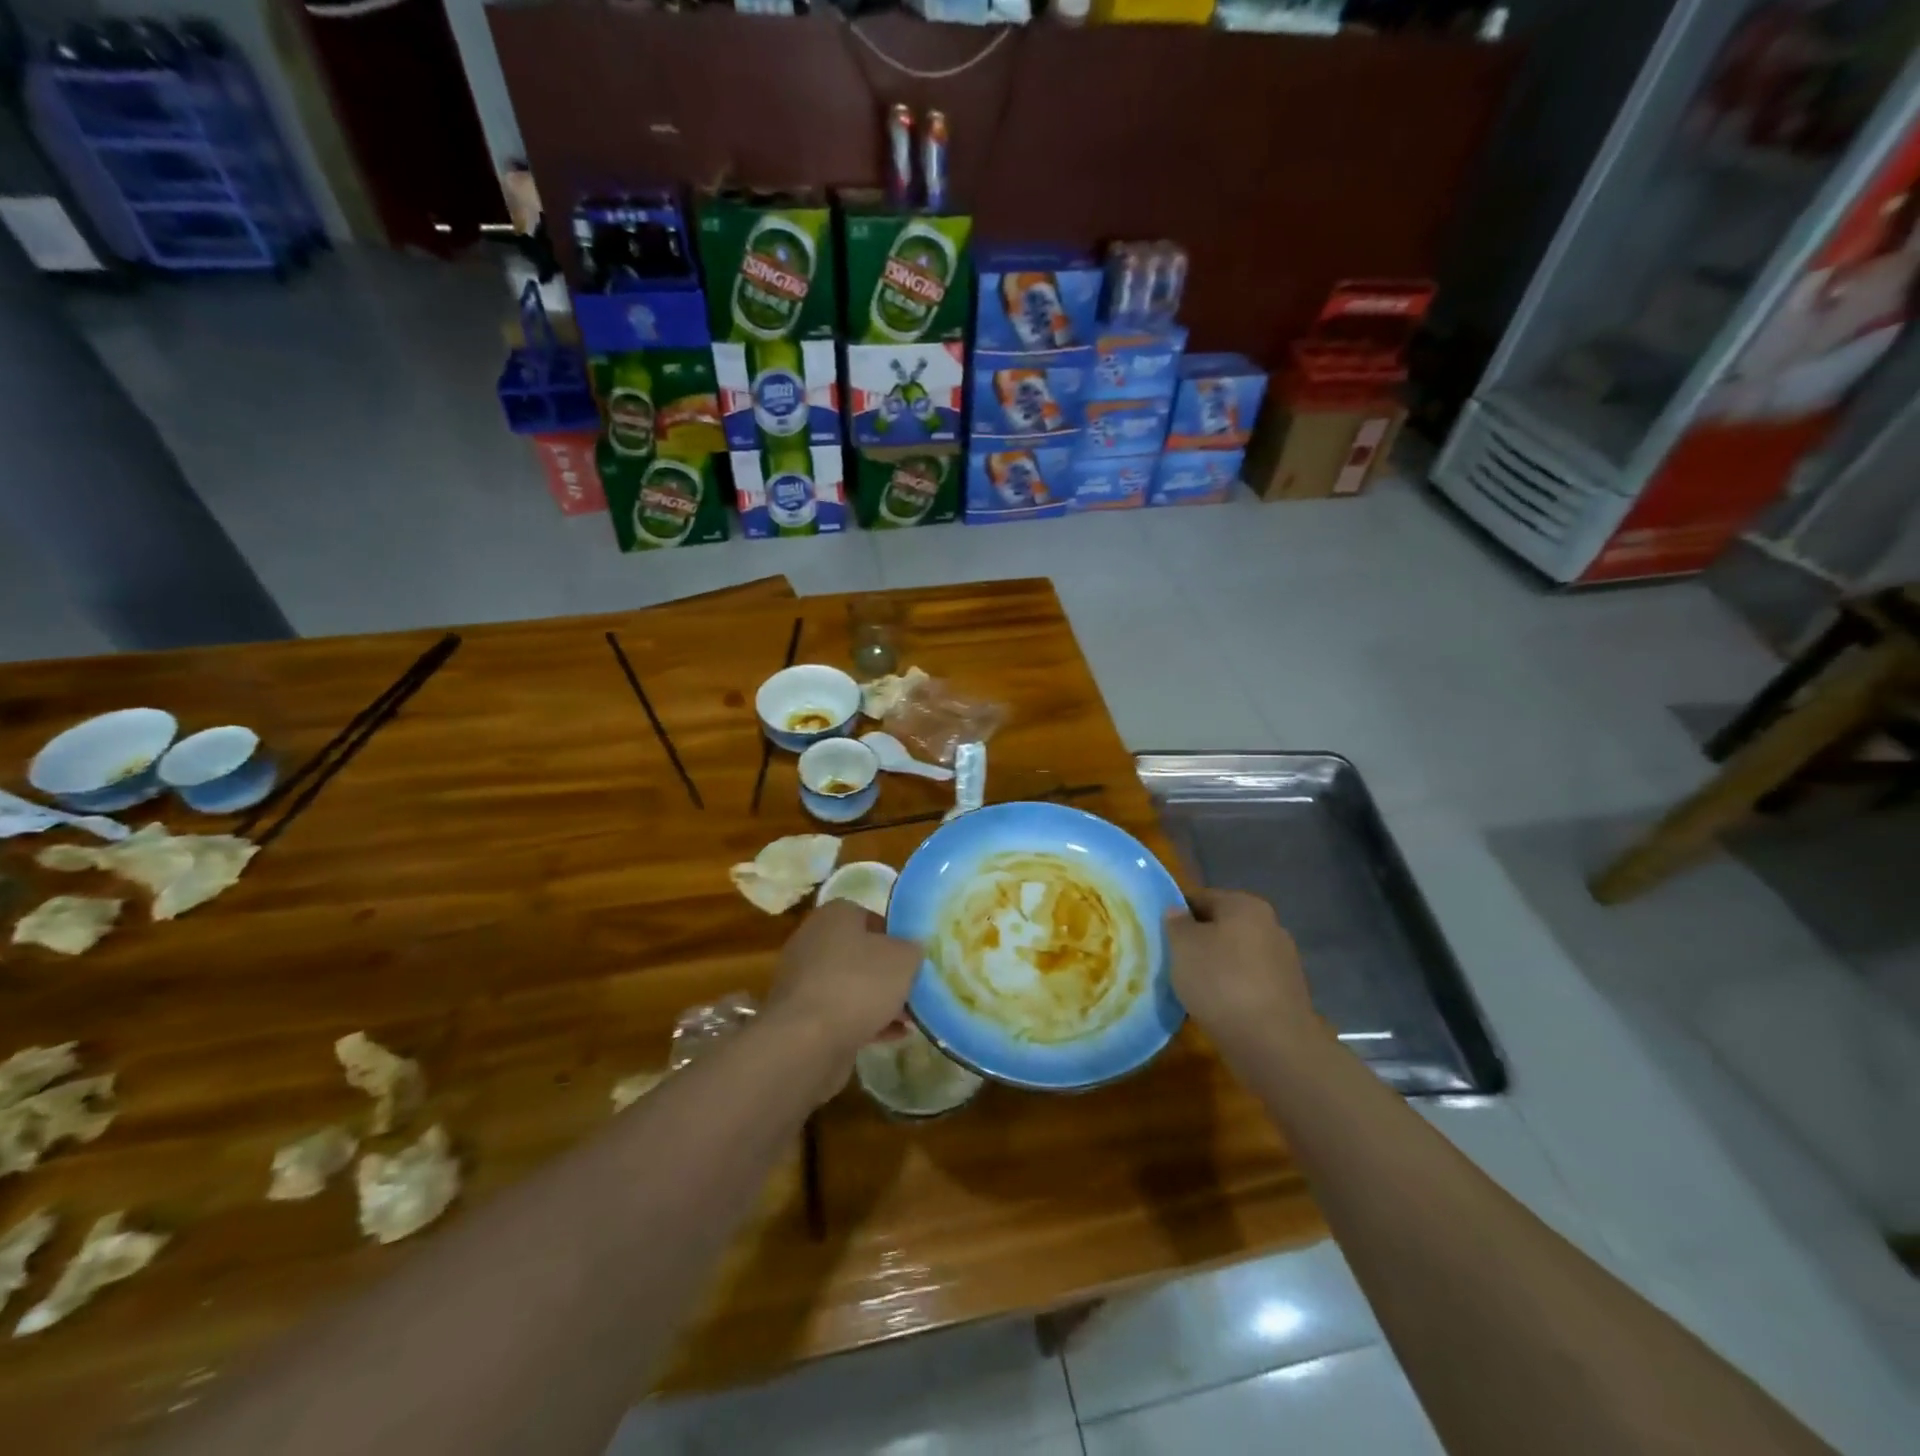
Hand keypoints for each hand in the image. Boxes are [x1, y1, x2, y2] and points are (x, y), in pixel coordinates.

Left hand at [765, 899, 922, 1063]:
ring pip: (851, 985)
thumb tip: (912, 948)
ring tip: (910, 1019)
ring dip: (879, 1000)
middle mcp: (813, 941)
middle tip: (914, 990)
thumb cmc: (858, 985)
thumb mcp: (903, 959)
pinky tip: (894, 1036)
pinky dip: (866, 1021)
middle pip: (860, 953)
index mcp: (834, 915)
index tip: (915, 959)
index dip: (896, 937)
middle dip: (888, 973)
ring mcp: (804, 980)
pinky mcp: (801, 1016)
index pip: (871, 917)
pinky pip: (840, 1013)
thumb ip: (913, 949)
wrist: (806, 1041)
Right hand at [1166, 890, 1316, 1050]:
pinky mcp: (1287, 995)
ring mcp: (1282, 962)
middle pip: (1221, 927)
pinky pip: (1248, 984)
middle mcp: (1270, 926)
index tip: (1158, 933)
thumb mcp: (1183, 946)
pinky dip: (1230, 991)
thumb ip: (1176, 923)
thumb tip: (1178, 912)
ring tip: (1188, 988)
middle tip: (1170, 960)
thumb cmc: (1221, 982)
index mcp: (1245, 905)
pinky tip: (1214, 1008)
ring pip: (1235, 957)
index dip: (1176, 913)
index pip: (1201, 897)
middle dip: (1197, 941)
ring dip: (1214, 968)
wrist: (1273, 1044)